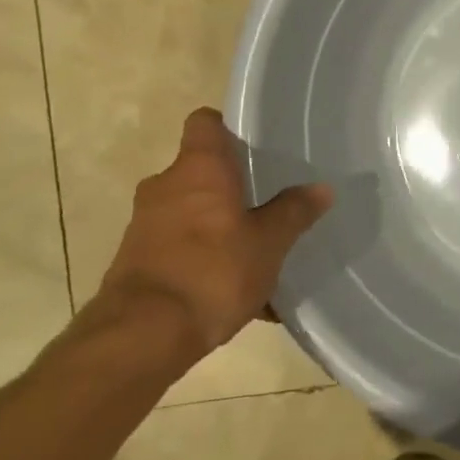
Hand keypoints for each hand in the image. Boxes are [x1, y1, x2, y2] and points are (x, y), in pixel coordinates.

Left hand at [94, 108, 331, 365]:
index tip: (256, 143)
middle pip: (201, 170)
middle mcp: (166, 186)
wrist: (142, 336)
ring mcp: (146, 224)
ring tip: (259, 252)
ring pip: (193, 212)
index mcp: (198, 169)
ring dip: (221, 226)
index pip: (205, 122)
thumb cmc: (213, 271)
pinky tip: (240, 292)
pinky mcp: (138, 260)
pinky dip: (207, 259)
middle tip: (270, 201)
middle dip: (233, 185)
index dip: (229, 127)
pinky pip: (183, 248)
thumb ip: (294, 212)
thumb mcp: (269, 242)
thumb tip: (321, 188)